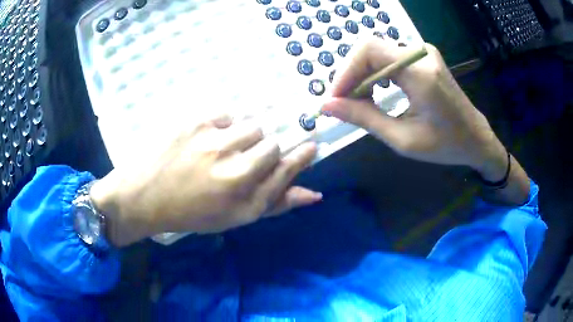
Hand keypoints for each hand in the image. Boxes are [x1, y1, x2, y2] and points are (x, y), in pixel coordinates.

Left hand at [90, 115, 320, 246]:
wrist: (144, 197)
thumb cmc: (190, 212)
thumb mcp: (234, 217)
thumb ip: (275, 204)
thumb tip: (314, 194)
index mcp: (245, 199)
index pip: (287, 168)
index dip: (302, 155)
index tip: (310, 145)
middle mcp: (234, 170)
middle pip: (273, 143)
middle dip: (265, 149)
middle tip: (244, 156)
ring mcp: (214, 142)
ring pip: (252, 124)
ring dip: (245, 134)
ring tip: (223, 145)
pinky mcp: (196, 123)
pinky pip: (227, 113)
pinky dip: (224, 124)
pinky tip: (207, 137)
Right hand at [321, 38, 506, 179]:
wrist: (476, 137)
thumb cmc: (446, 145)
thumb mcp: (403, 140)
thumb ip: (364, 119)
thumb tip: (327, 106)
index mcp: (421, 74)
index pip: (369, 50)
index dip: (344, 71)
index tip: (333, 99)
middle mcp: (421, 54)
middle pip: (370, 49)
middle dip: (350, 75)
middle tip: (342, 104)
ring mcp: (423, 52)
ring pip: (377, 52)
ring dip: (361, 75)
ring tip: (357, 102)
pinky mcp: (423, 57)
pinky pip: (389, 57)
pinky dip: (375, 74)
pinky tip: (375, 93)